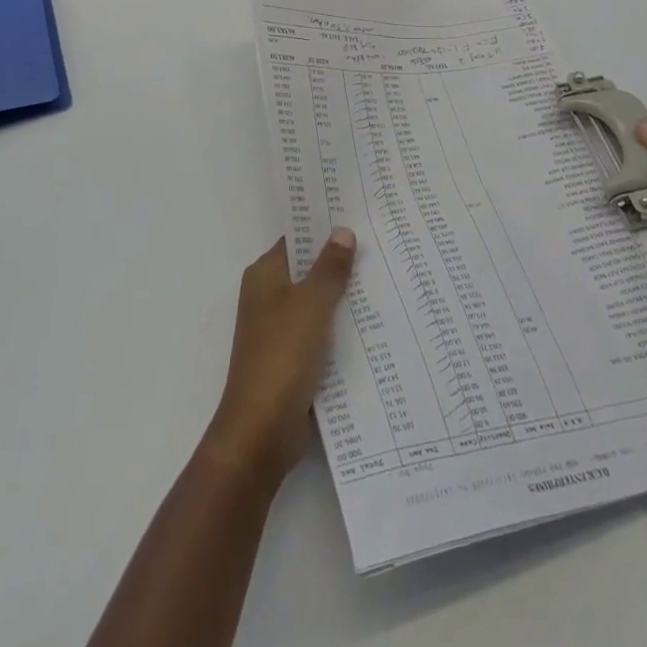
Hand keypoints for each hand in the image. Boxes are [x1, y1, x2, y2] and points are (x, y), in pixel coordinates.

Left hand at [202, 230, 355, 487]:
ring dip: (344, 296)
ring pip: (317, 303)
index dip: (323, 226)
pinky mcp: (292, 360)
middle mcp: (268, 297)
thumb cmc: (283, 354)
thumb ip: (330, 267)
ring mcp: (279, 330)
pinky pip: (321, 333)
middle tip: (380, 243)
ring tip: (385, 276)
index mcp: (265, 275)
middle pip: (308, 269)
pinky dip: (341, 328)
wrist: (261, 432)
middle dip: (339, 261)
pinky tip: (374, 322)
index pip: (296, 238)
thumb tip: (342, 231)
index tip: (356, 213)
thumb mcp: (312, 303)